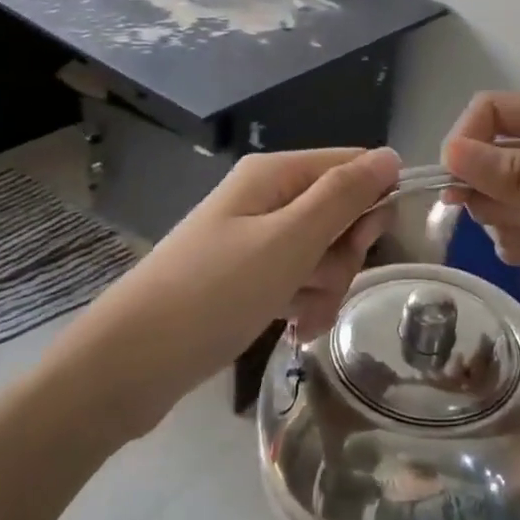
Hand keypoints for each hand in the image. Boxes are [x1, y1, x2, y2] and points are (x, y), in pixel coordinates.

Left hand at [66, 147, 400, 431]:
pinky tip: (294, 329)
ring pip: (321, 252)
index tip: (365, 244)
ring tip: (300, 318)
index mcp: (274, 174)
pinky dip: (303, 303)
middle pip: (338, 212)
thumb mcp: (288, 241)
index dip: (370, 203)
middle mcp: (265, 198)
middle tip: (319, 282)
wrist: (129, 364)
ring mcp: (253, 239)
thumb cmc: (213, 293)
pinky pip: (295, 280)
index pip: (351, 166)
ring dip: (324, 287)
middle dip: (342, 254)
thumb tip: (390, 155)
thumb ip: (343, 196)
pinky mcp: (246, 277)